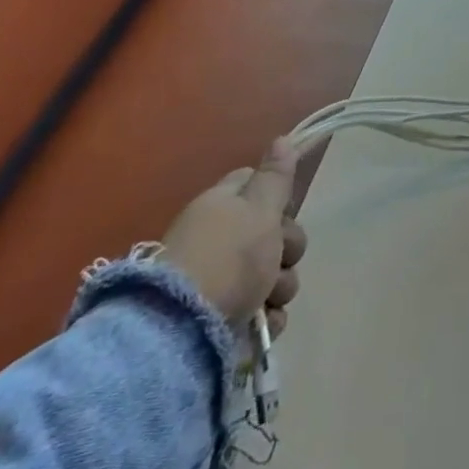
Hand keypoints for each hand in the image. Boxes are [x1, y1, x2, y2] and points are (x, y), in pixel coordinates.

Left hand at [161, 137, 311, 332]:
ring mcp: (219, 281)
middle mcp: (218, 239)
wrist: (181, 330)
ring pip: (272, 273)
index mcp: (221, 206)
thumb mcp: (259, 209)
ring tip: (267, 298)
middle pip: (273, 232)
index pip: (254, 184)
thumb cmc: (227, 257)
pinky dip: (266, 318)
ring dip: (280, 286)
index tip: (284, 210)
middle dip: (287, 247)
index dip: (276, 195)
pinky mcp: (223, 319)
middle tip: (280, 256)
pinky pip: (261, 311)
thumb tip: (282, 137)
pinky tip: (261, 322)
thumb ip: (275, 176)